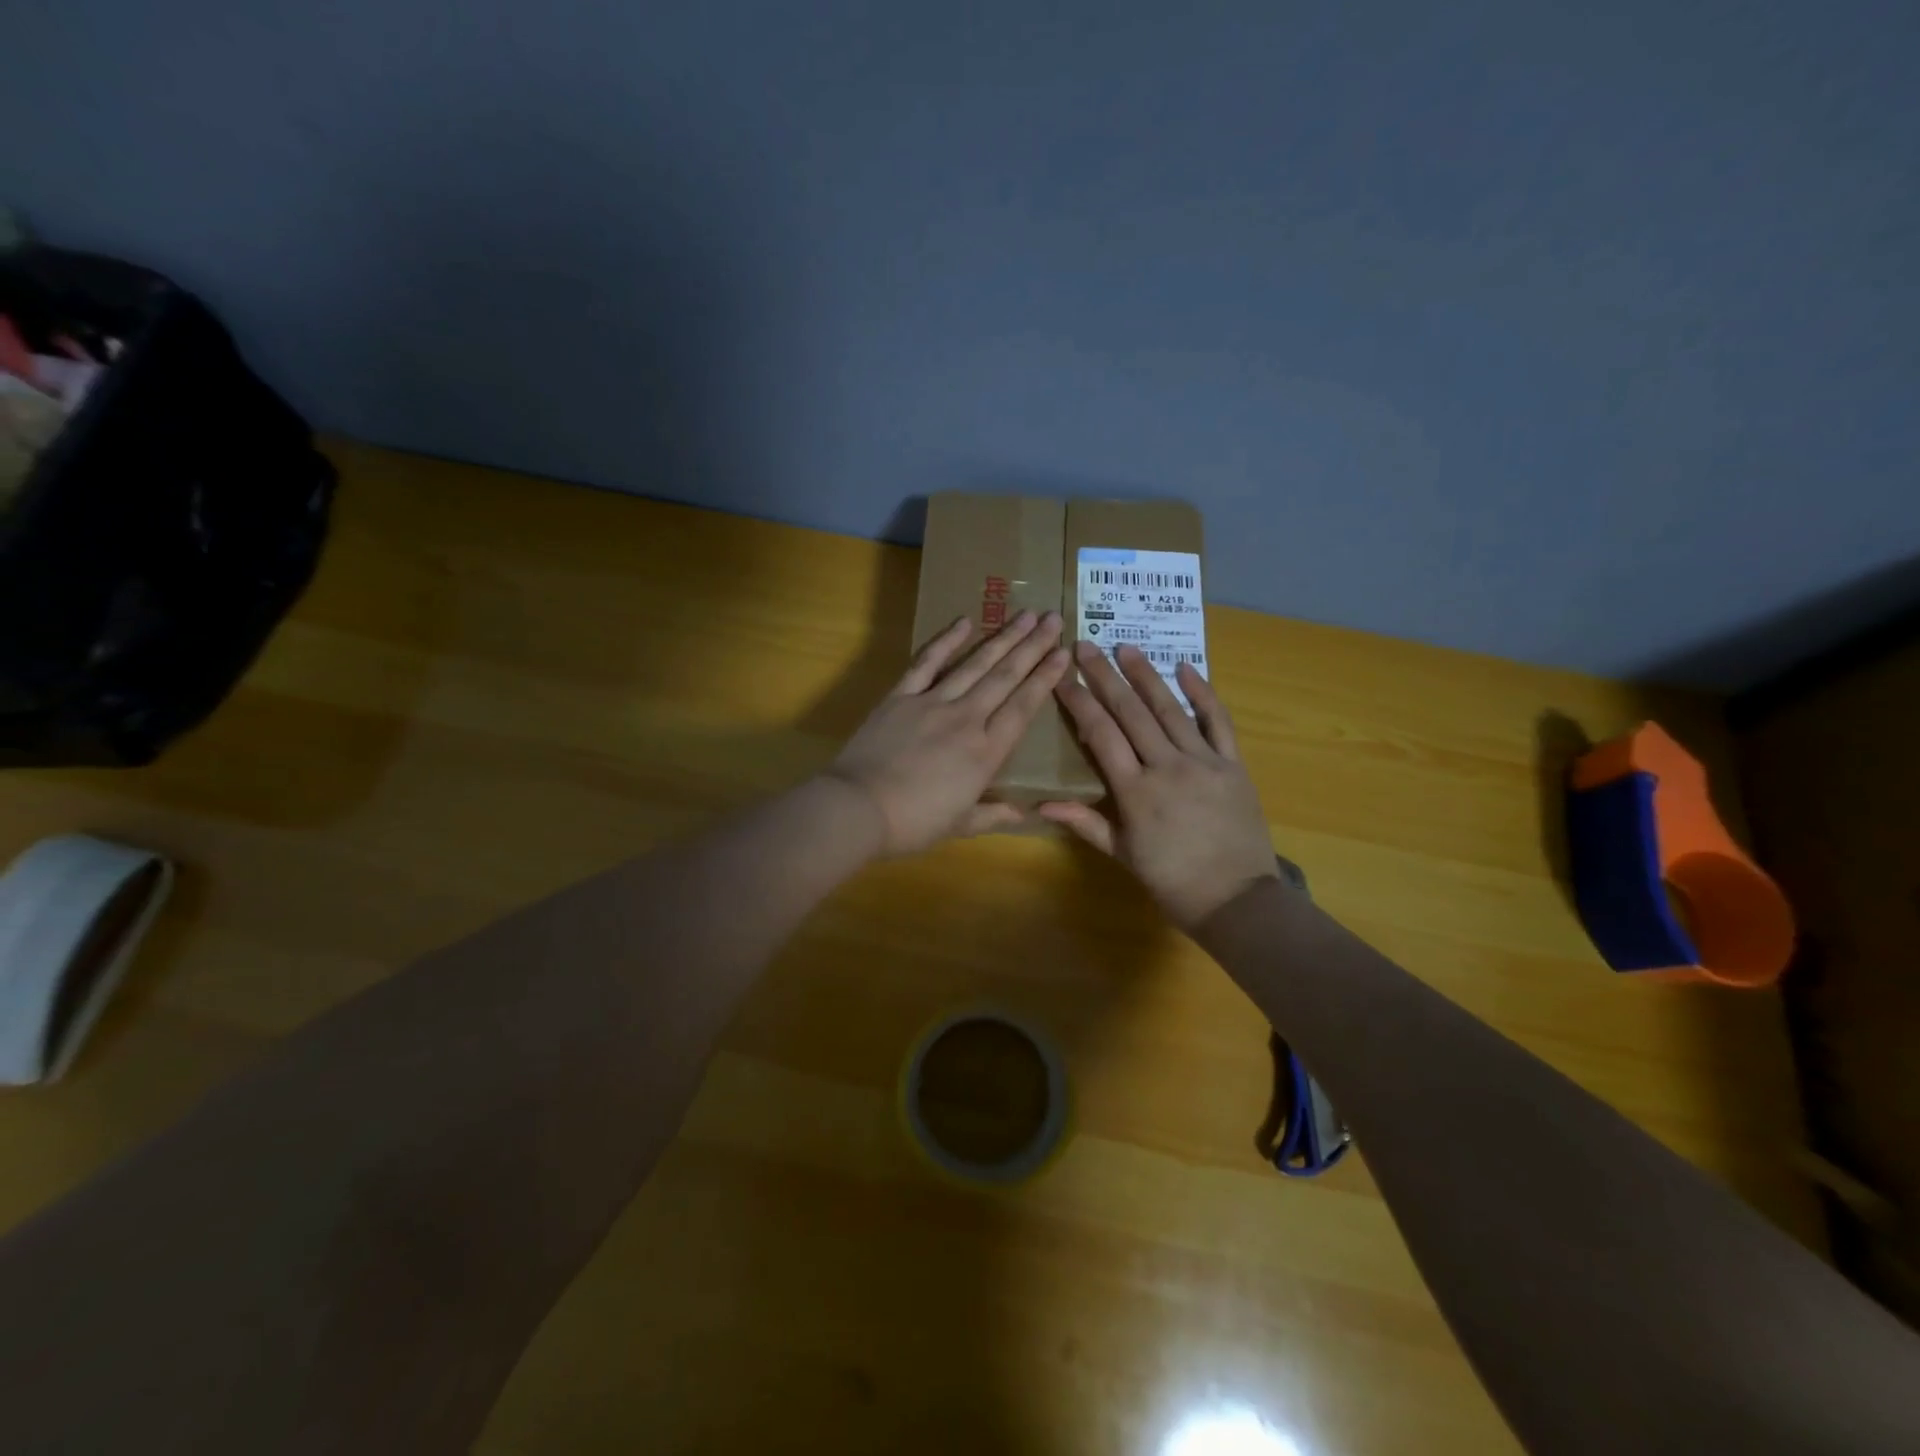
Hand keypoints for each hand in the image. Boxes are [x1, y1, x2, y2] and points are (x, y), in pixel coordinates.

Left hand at [826, 611, 1068, 854]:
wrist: (859, 808)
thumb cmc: (913, 823)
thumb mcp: (960, 825)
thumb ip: (994, 815)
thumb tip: (1026, 814)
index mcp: (986, 752)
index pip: (1023, 707)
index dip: (1045, 679)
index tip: (1063, 654)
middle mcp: (966, 719)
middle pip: (1005, 677)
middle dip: (1032, 646)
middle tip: (1052, 618)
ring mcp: (932, 702)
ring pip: (975, 664)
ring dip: (1002, 638)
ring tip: (1025, 614)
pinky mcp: (901, 696)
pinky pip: (927, 662)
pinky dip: (946, 641)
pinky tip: (964, 621)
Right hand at [1040, 642, 1278, 929]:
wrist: (1237, 900)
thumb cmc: (1173, 881)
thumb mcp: (1123, 855)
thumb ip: (1085, 823)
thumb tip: (1041, 804)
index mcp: (1136, 792)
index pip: (1101, 735)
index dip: (1079, 703)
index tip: (1062, 677)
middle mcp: (1167, 767)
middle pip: (1131, 713)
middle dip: (1105, 677)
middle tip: (1085, 646)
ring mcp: (1204, 762)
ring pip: (1170, 710)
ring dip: (1146, 676)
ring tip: (1126, 648)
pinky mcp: (1233, 764)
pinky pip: (1218, 722)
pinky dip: (1203, 694)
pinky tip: (1187, 668)